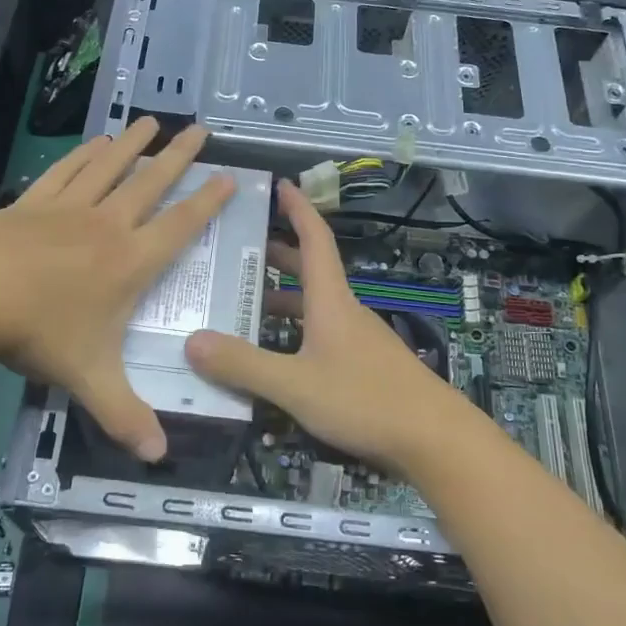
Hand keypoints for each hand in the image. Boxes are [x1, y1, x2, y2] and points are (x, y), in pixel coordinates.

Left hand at [0, 117, 232, 460]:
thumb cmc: (36, 330)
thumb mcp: (86, 376)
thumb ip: (123, 415)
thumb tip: (158, 458)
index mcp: (129, 262)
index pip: (180, 226)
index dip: (207, 202)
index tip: (228, 177)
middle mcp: (107, 226)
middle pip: (151, 184)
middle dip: (178, 157)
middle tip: (200, 129)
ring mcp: (68, 208)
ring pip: (110, 167)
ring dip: (133, 144)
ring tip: (151, 121)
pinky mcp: (33, 202)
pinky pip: (67, 170)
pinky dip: (85, 154)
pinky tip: (95, 142)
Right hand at [186, 180, 471, 473]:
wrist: (435, 440)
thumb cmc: (365, 400)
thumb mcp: (296, 385)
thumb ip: (244, 365)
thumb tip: (191, 341)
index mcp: (331, 301)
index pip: (314, 239)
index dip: (298, 209)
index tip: (279, 185)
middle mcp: (344, 311)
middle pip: (310, 270)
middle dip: (277, 254)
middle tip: (238, 248)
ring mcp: (357, 339)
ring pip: (314, 305)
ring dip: (282, 297)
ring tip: (243, 302)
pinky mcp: (363, 366)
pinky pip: (320, 335)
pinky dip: (294, 331)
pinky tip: (275, 354)